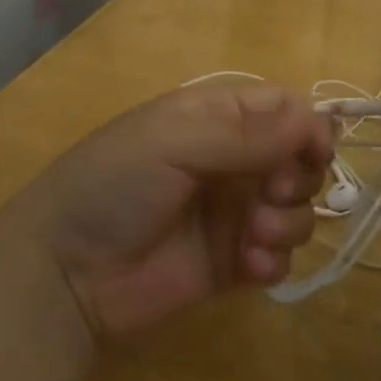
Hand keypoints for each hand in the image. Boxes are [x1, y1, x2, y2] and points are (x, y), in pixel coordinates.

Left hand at [24, 82, 333, 338]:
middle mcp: (232, 162)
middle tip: (269, 195)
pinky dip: (275, 261)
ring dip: (288, 223)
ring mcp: (234, 214)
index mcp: (216, 119)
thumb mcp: (172, 141)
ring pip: (296, 210)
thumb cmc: (113, 186)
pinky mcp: (233, 264)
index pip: (284, 108)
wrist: (64, 273)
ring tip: (252, 238)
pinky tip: (249, 268)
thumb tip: (316, 121)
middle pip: (299, 160)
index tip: (314, 153)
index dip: (307, 127)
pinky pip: (279, 257)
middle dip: (298, 179)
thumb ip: (246, 132)